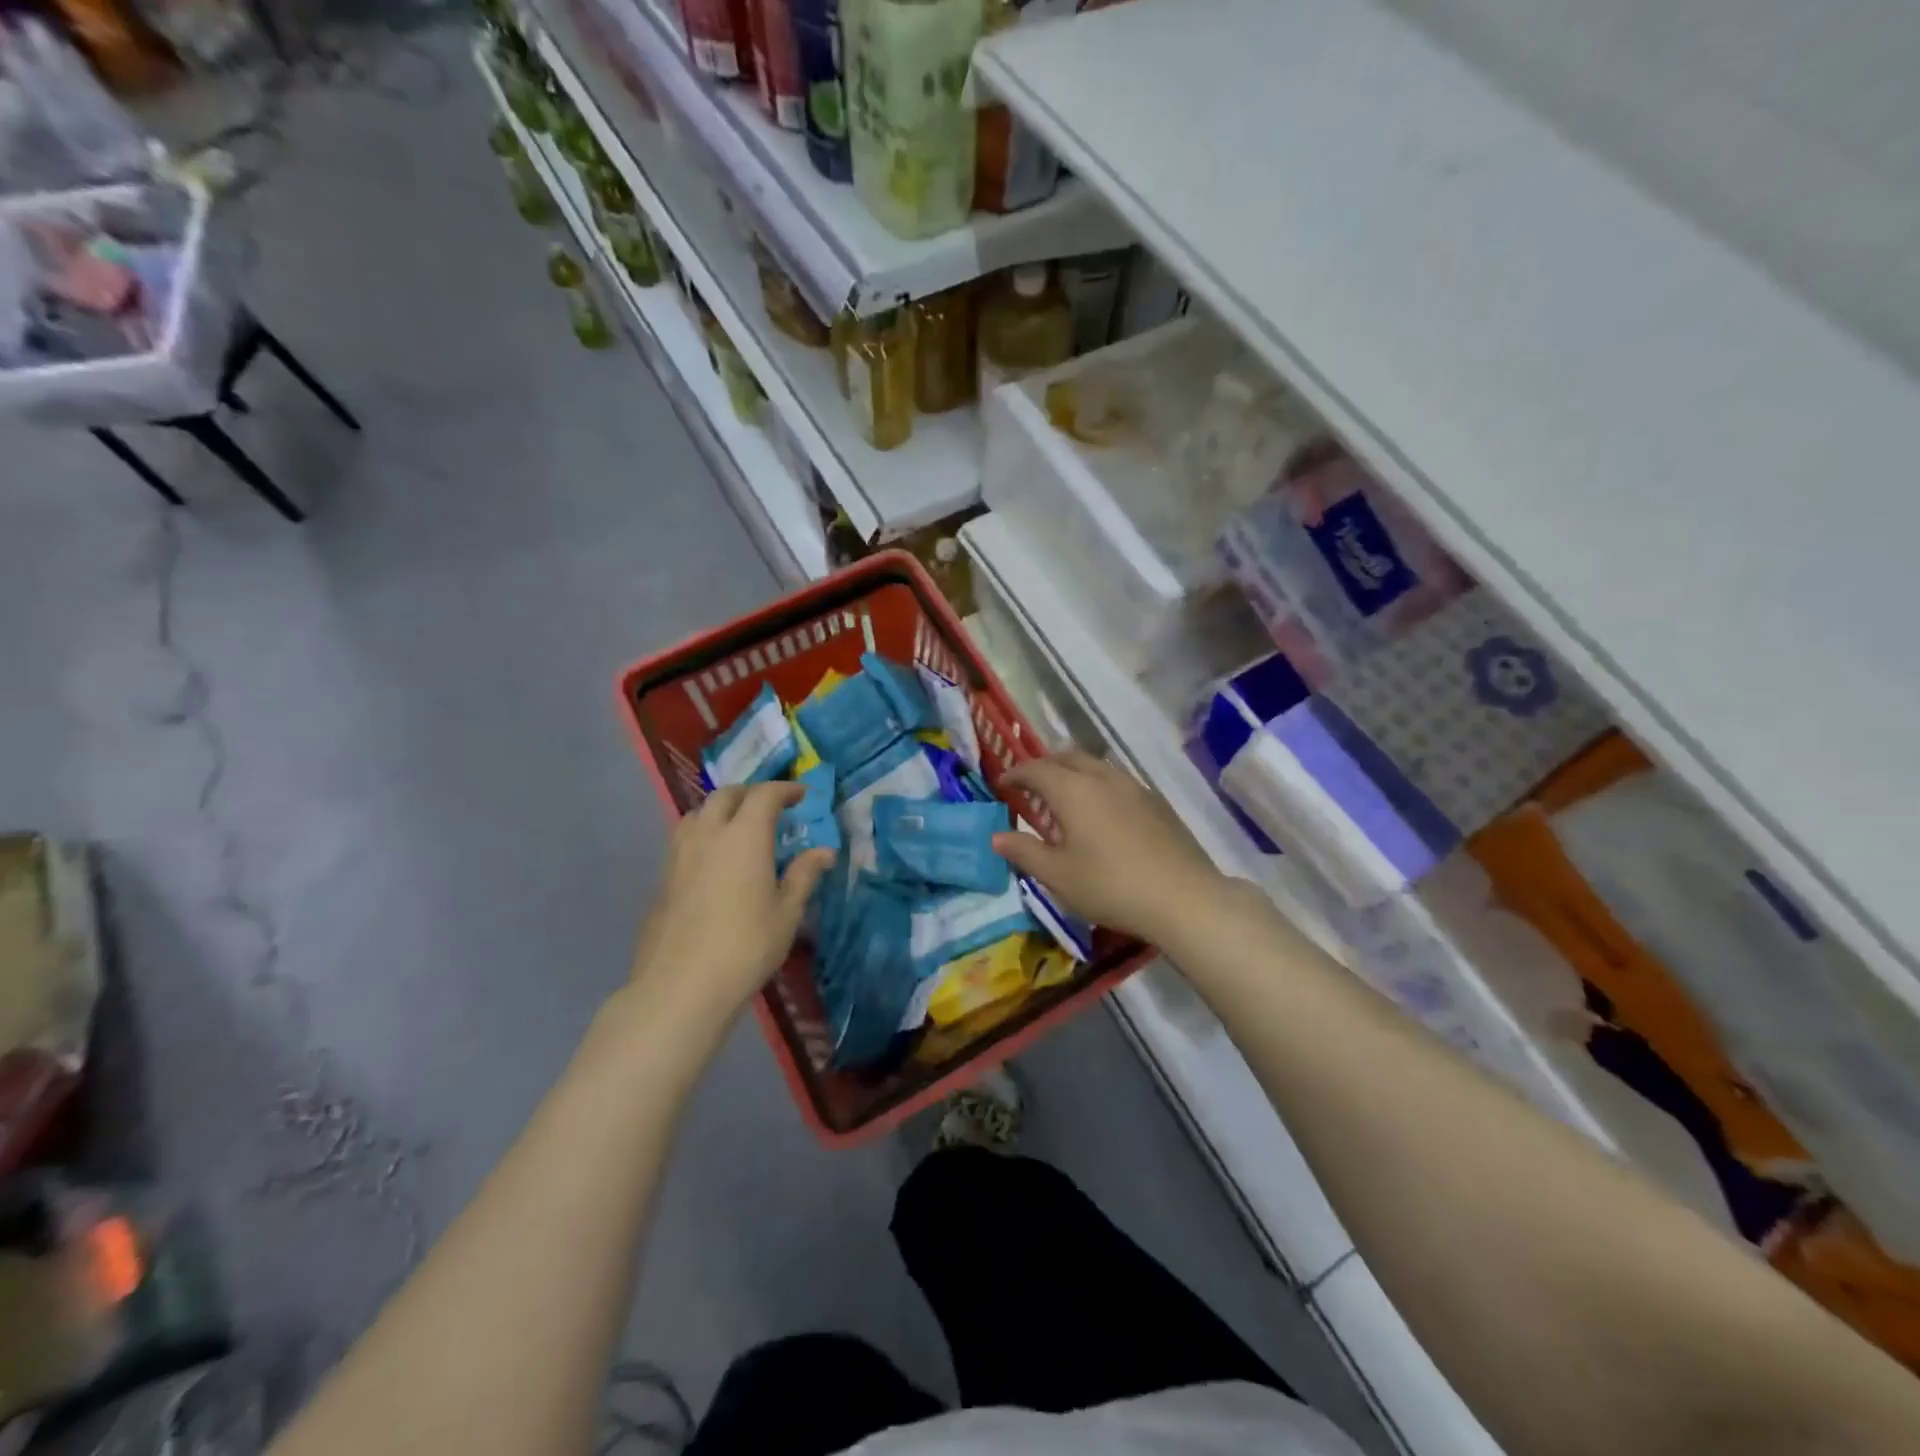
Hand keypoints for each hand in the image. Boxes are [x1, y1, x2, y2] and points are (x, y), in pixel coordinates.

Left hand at [628, 782, 834, 1033]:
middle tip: (770, 808)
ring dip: (721, 810)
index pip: (765, 794)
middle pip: (726, 795)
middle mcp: (709, 833)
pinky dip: (703, 834)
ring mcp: (679, 854)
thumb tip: (824, 852)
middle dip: (750, 794)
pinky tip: (713, 860)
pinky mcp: (663, 877)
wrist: (682, 985)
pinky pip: (684, 838)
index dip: (785, 789)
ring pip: (698, 812)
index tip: (801, 796)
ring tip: (737, 829)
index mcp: (744, 835)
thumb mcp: (787, 912)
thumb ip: (804, 874)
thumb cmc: (746, 945)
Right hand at [991, 750, 1242, 947]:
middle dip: (1044, 767)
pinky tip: (1101, 815)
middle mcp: (1103, 778)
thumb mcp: (1058, 875)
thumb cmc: (1110, 886)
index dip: (1015, 774)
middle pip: (1067, 757)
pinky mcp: (1156, 802)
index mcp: (1073, 790)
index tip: (1002, 785)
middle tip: (1031, 787)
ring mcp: (1134, 787)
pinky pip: (1117, 781)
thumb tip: (996, 837)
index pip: (1036, 769)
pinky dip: (1097, 786)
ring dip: (1073, 774)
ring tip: (1065, 800)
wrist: (1183, 897)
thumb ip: (1024, 852)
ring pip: (1096, 766)